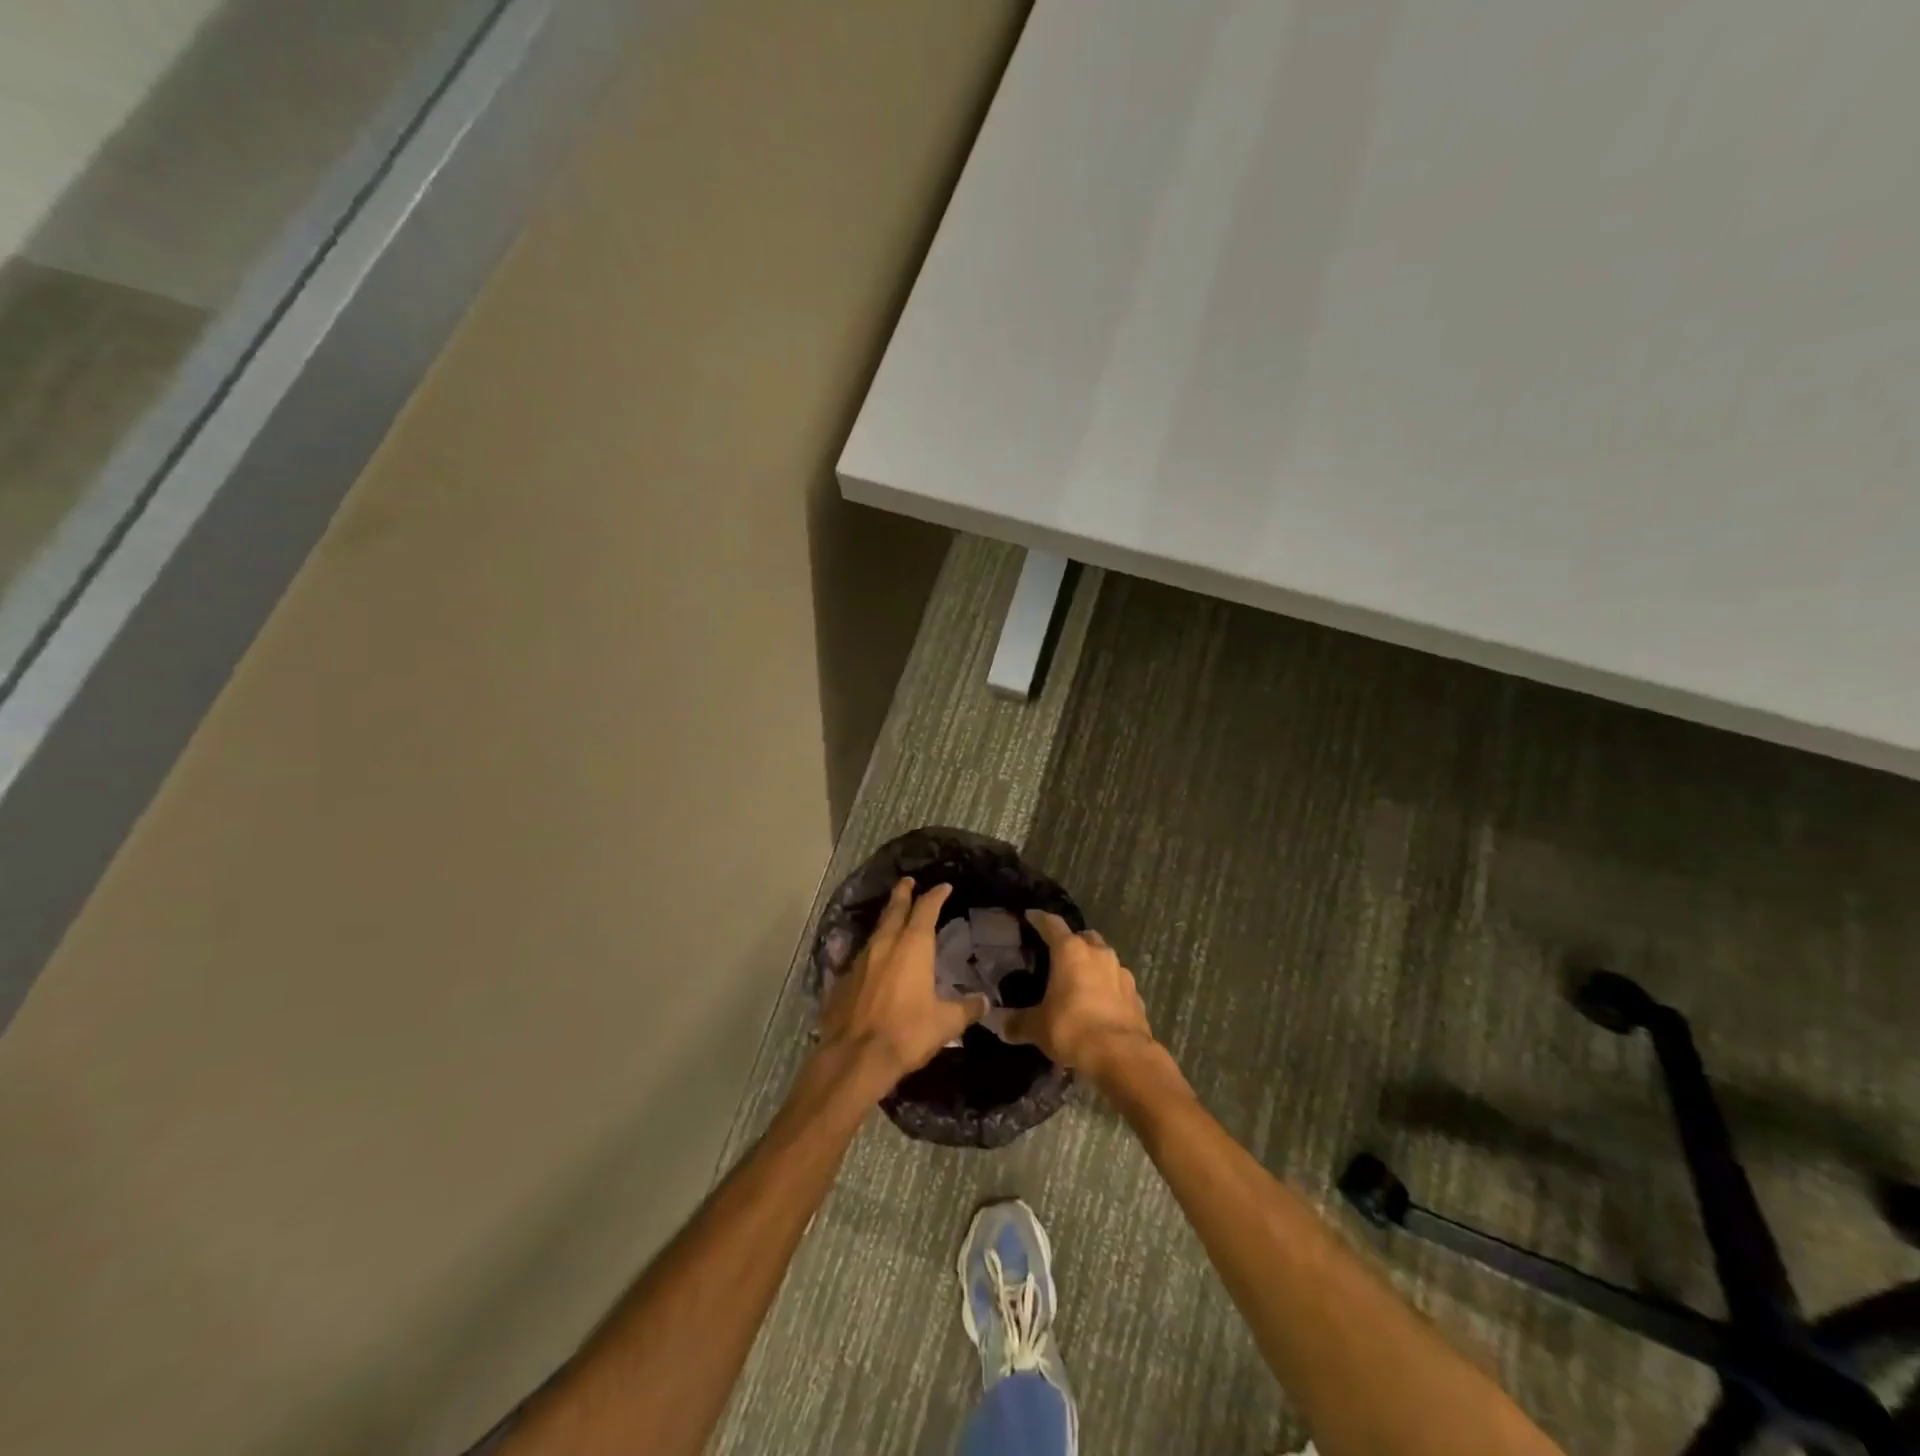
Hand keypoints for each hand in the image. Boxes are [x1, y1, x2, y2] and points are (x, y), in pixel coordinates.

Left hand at [818, 879, 985, 1094]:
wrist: (855, 1057)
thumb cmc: (906, 1033)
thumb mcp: (946, 1023)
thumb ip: (966, 1008)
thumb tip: (984, 1001)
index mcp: (912, 946)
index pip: (926, 909)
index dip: (936, 896)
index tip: (943, 887)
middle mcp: (885, 945)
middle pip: (894, 910)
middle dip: (903, 894)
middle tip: (908, 881)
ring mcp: (860, 961)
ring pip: (876, 931)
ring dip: (887, 920)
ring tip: (893, 917)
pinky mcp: (843, 980)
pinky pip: (861, 957)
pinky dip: (873, 952)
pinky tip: (874, 961)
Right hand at [1004, 911, 1154, 1079]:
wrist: (1121, 1055)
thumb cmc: (1072, 1028)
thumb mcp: (1037, 1027)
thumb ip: (1017, 1022)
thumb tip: (1000, 1024)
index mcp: (1071, 951)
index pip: (1052, 924)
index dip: (1039, 919)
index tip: (1030, 916)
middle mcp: (1098, 954)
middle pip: (1084, 937)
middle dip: (1073, 943)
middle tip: (1059, 956)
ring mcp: (1121, 972)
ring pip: (1104, 959)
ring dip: (1093, 966)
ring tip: (1080, 983)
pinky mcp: (1136, 995)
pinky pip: (1118, 984)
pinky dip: (1108, 989)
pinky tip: (1100, 1006)